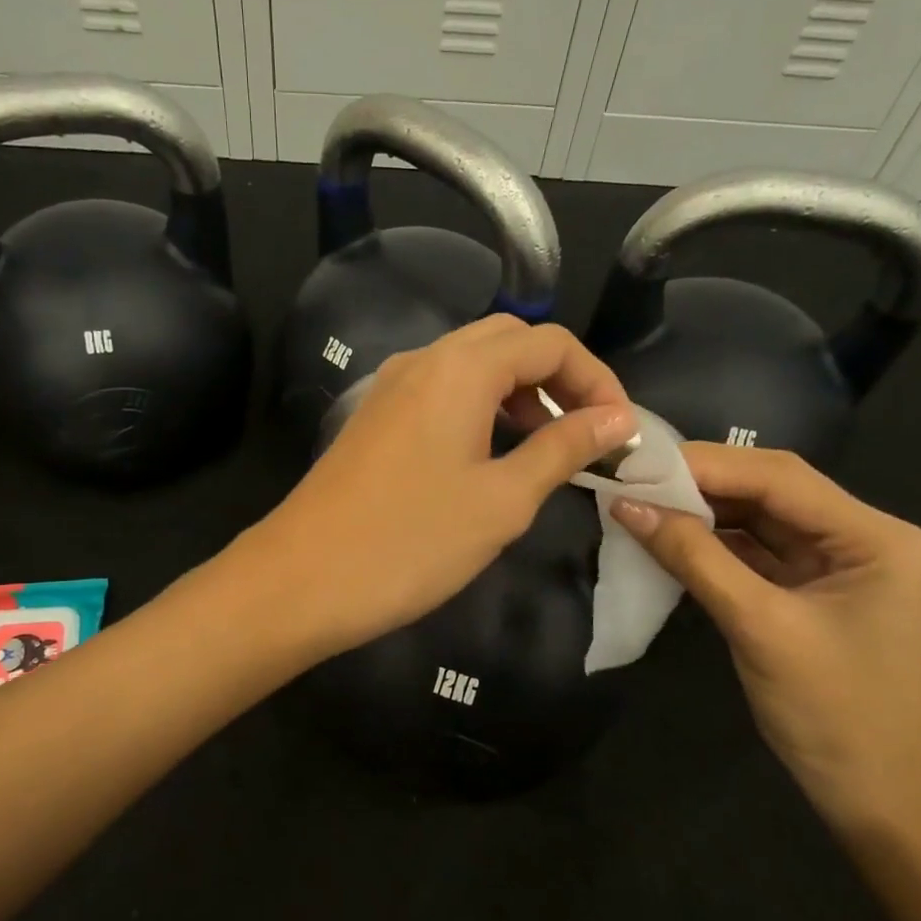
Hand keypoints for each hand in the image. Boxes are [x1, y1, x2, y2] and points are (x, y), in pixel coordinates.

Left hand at [252, 316, 637, 658]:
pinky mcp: (374, 419)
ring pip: (471, 366)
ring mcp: (390, 388)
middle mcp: (423, 361)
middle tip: (583, 435)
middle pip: (509, 341)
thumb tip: (617, 419)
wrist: (301, 579)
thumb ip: (562, 449)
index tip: (620, 433)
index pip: (550, 342)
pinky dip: (479, 409)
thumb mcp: (502, 499)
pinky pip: (440, 392)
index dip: (597, 381)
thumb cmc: (411, 542)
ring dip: (518, 394)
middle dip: (557, 380)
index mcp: (460, 368)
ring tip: (543, 451)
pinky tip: (488, 458)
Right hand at [612, 445, 920, 834]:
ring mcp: (834, 565)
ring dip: (699, 512)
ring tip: (638, 503)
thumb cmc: (835, 714)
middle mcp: (859, 537)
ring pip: (756, 519)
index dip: (704, 465)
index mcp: (874, 537)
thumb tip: (628, 506)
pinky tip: (667, 537)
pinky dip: (709, 545)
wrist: (881, 801)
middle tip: (631, 478)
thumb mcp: (759, 628)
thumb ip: (695, 559)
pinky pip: (752, 554)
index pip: (779, 478)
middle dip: (699, 483)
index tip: (636, 463)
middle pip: (769, 491)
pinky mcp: (808, 592)